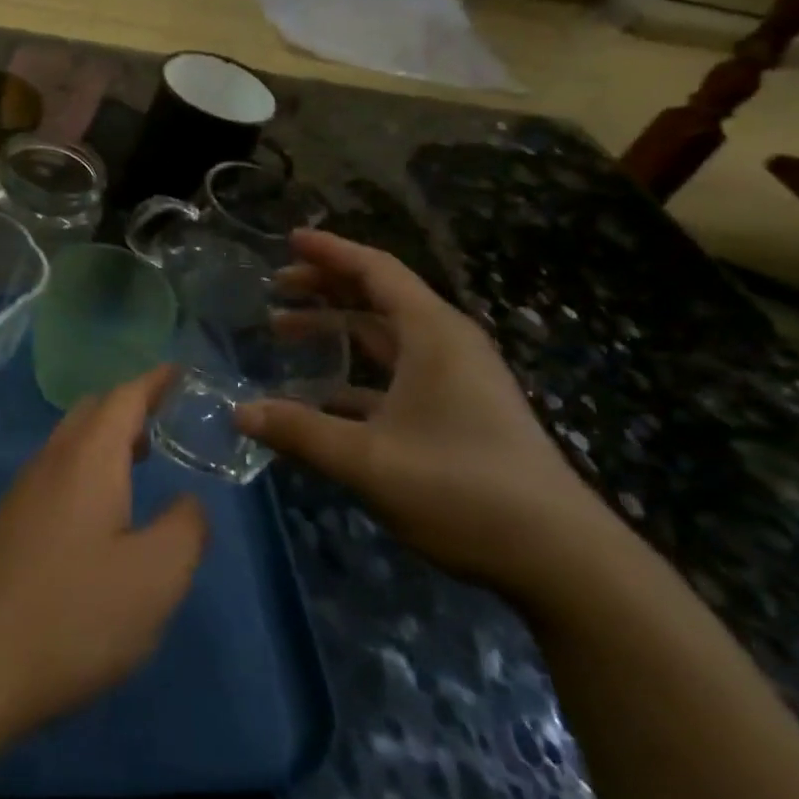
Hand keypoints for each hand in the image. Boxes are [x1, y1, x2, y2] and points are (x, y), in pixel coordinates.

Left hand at [0, 367, 208, 733]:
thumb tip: (188, 504)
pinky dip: (88, 470)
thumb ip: (186, 529)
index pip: (125, 396)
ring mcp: (24, 492)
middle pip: (92, 411)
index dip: (155, 380)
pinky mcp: (10, 525)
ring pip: (71, 443)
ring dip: (108, 439)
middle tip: (169, 418)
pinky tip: (103, 513)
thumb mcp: (156, 577)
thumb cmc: (73, 613)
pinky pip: (57, 473)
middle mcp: (52, 461)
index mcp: (89, 457)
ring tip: (144, 459)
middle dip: (131, 405)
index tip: (183, 372)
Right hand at [238, 230, 622, 603]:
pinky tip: (322, 395)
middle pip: (379, 296)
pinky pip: (396, 373)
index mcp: (432, 334)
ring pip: (386, 336)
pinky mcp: (459, 412)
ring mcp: (457, 380)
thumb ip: (299, 432)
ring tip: (285, 330)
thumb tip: (238, 412)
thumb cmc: (462, 490)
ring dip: (337, 327)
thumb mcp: (368, 461)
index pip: (376, 270)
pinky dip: (356, 372)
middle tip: (277, 286)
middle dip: (326, 286)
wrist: (560, 558)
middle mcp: (446, 345)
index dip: (330, 252)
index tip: (288, 240)